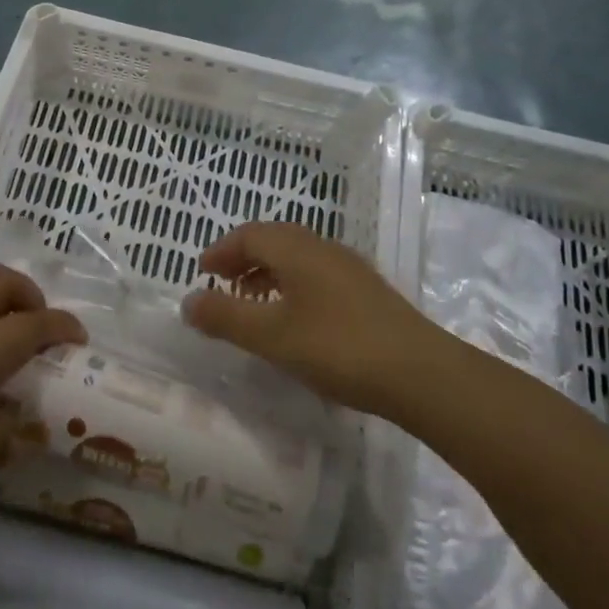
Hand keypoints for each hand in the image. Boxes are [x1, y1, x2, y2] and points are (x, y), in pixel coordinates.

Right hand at [183, 222, 430, 417]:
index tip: (202, 272)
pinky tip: (293, 321)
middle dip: (242, 259)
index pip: (249, 234)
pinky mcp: (366, 292)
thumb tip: (187, 301)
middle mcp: (322, 248)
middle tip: (222, 285)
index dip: (220, 250)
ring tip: (252, 305)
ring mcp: (348, 269)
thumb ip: (225, 317)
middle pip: (273, 240)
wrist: (421, 373)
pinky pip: (315, 275)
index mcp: (297, 248)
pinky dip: (291, 287)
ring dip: (267, 274)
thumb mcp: (271, 336)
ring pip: (296, 258)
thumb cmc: (337, 348)